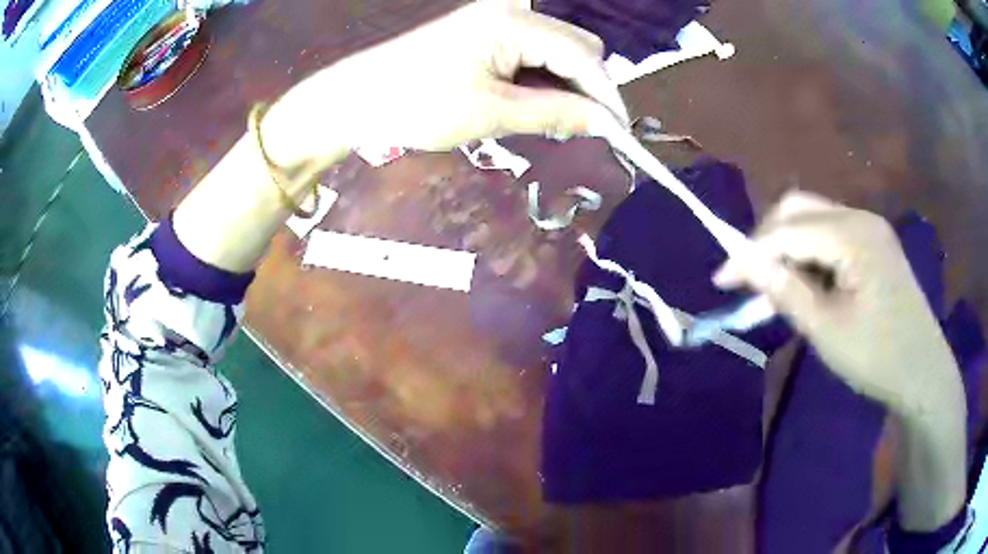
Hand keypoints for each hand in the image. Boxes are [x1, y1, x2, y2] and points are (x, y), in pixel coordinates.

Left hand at [264, 0, 627, 165]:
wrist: (356, 99)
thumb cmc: (417, 104)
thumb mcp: (492, 113)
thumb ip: (555, 113)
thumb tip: (605, 122)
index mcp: (514, 22)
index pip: (584, 56)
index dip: (607, 95)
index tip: (621, 133)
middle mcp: (512, 13)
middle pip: (576, 48)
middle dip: (586, 89)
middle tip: (576, 131)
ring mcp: (497, 22)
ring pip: (556, 53)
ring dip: (562, 88)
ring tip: (544, 123)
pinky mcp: (485, 36)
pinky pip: (532, 57)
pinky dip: (540, 83)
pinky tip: (526, 106)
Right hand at [713, 191, 962, 413]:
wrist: (922, 372)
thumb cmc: (877, 356)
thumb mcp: (826, 330)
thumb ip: (785, 290)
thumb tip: (744, 263)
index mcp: (852, 234)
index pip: (789, 230)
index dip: (751, 251)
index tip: (721, 280)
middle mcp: (860, 219)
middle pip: (800, 210)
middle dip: (768, 241)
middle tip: (748, 279)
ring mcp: (870, 231)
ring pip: (814, 223)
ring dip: (788, 251)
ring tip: (771, 290)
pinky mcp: (874, 247)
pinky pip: (832, 240)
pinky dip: (810, 259)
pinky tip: (803, 286)